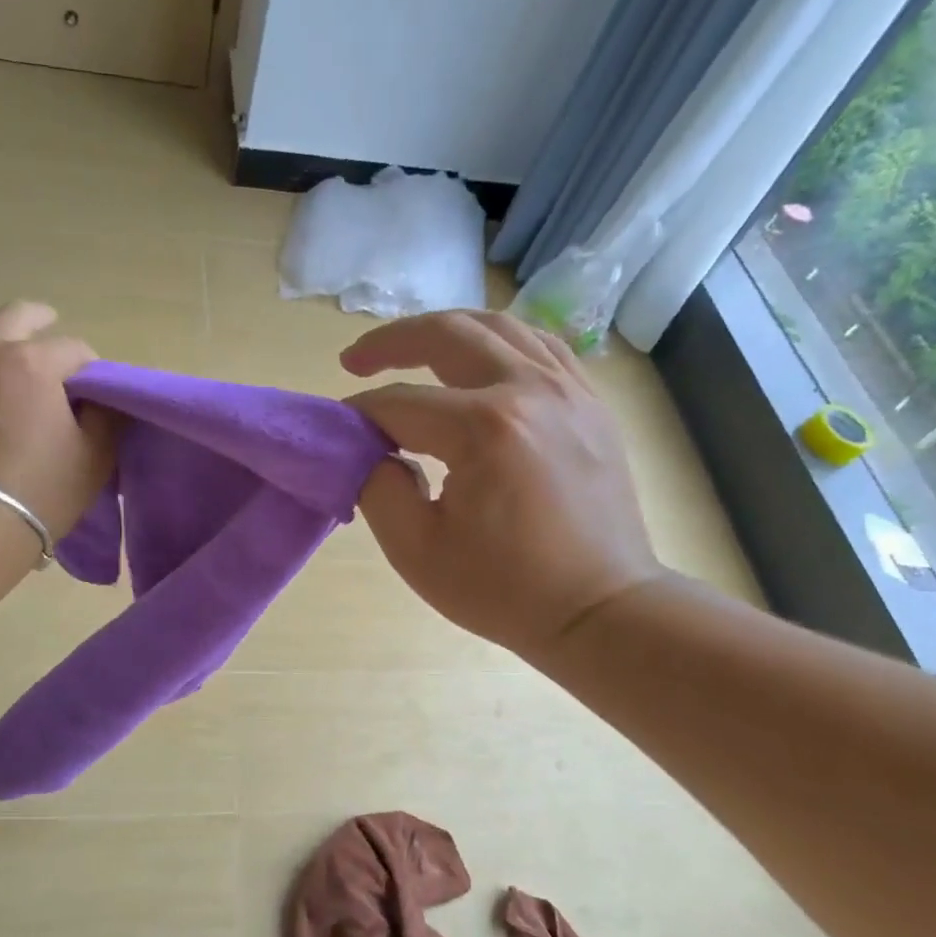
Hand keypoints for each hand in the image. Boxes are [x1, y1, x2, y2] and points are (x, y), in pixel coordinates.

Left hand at [0, 301, 114, 538]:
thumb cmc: (40, 492)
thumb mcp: (95, 457)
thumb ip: (106, 415)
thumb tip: (102, 395)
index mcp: (32, 363)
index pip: (72, 348)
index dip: (88, 366)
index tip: (89, 386)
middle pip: (14, 316)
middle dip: (38, 321)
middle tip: (47, 329)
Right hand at [342, 311, 663, 658]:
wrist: (599, 609)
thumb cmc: (504, 589)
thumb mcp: (416, 550)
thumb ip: (378, 488)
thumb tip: (372, 449)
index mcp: (484, 429)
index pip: (400, 403)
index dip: (359, 414)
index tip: (337, 430)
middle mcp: (530, 390)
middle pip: (449, 335)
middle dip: (392, 342)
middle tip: (355, 359)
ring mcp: (570, 391)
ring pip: (499, 327)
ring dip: (445, 331)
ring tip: (410, 349)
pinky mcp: (590, 405)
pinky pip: (539, 347)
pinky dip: (498, 343)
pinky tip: (478, 362)